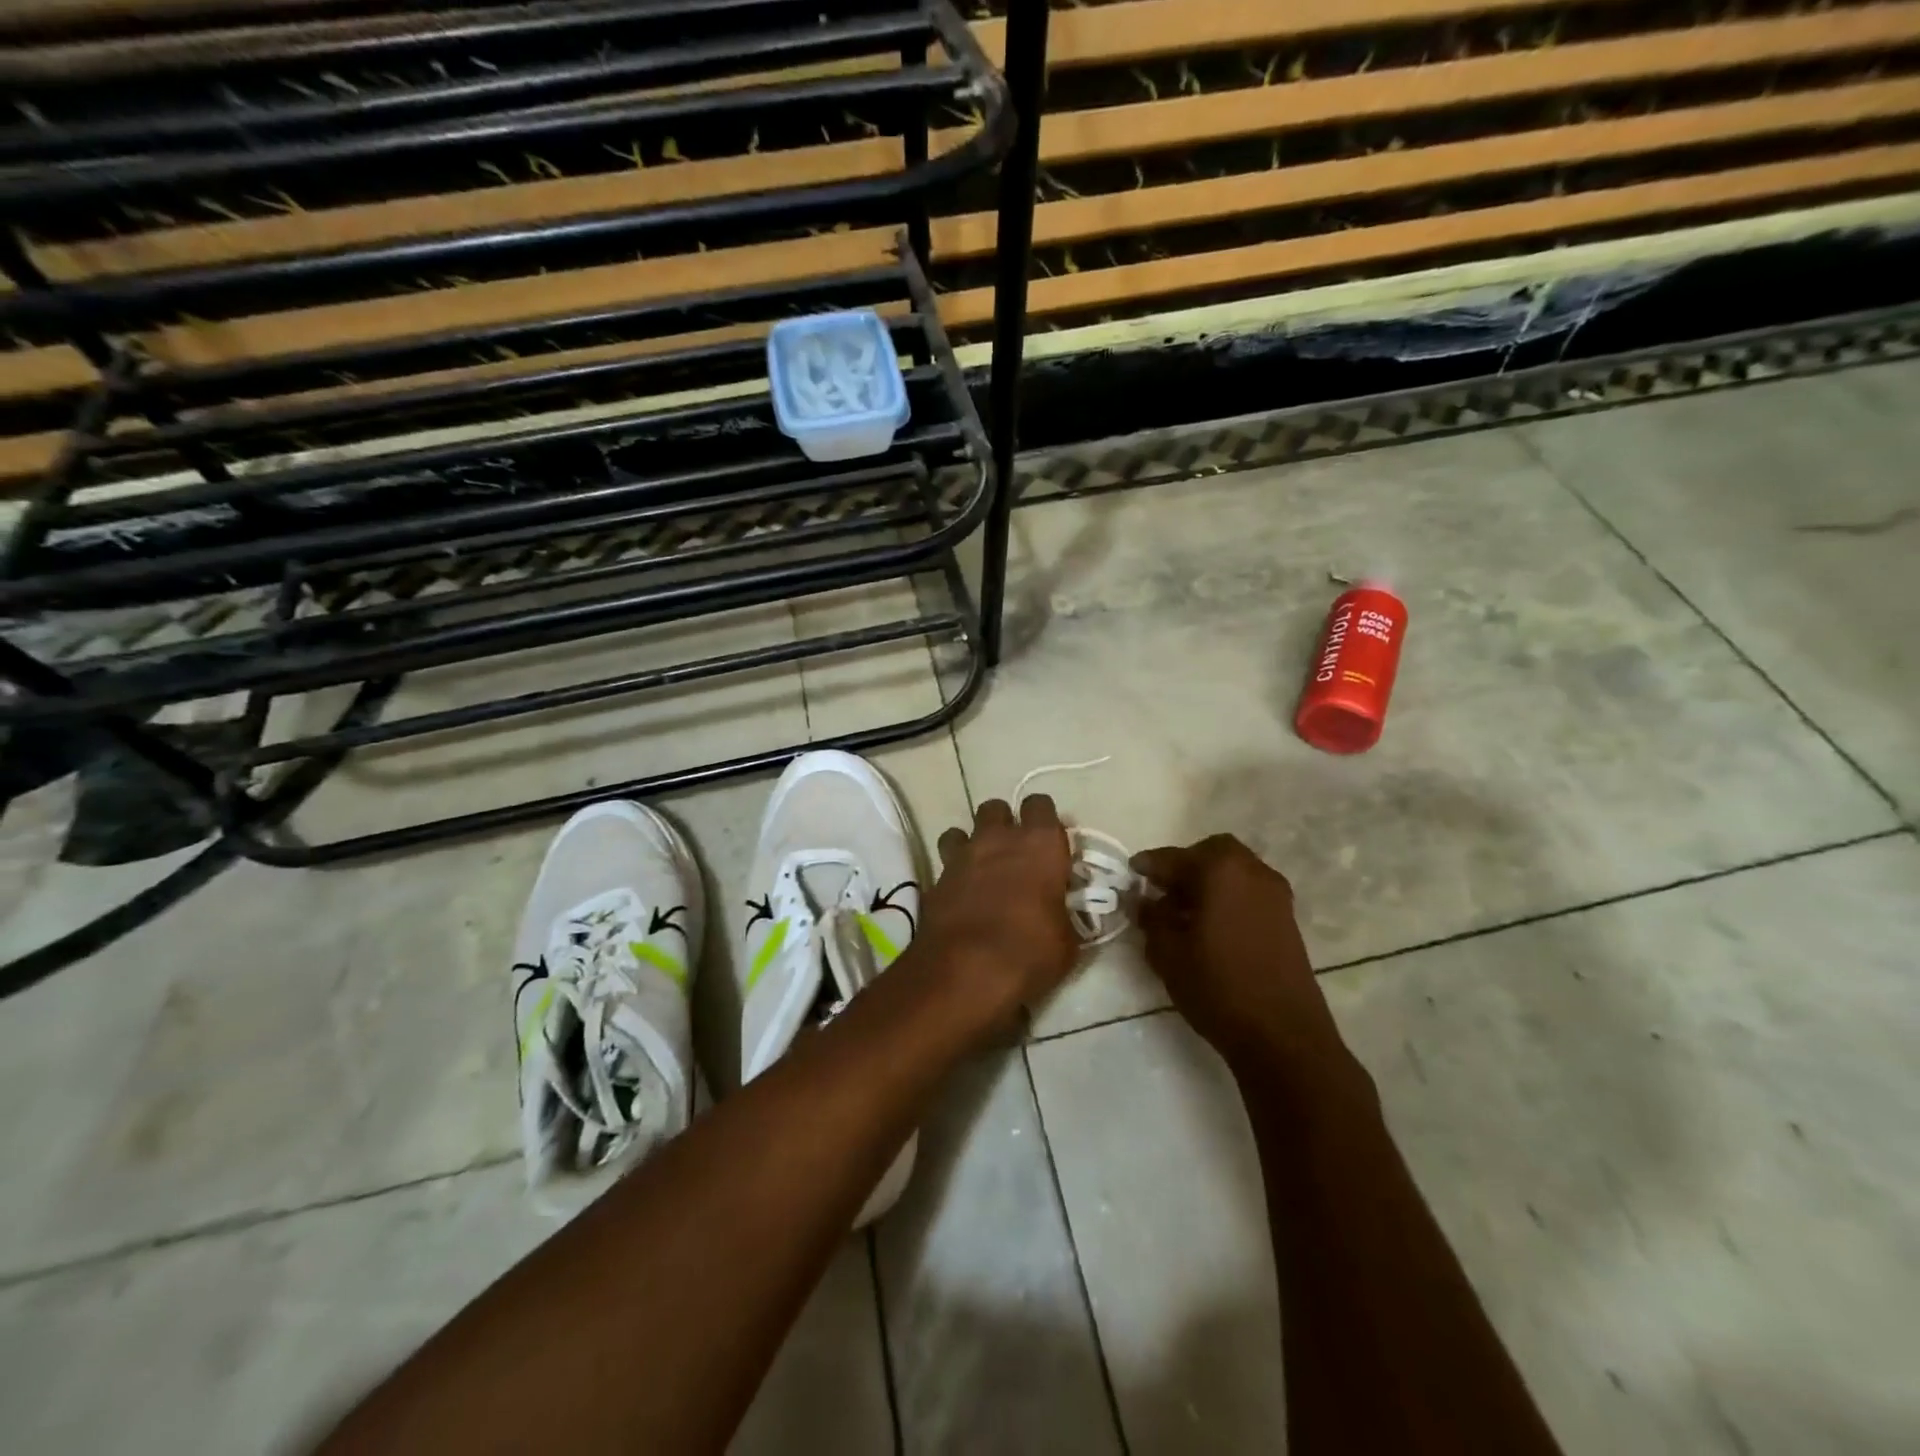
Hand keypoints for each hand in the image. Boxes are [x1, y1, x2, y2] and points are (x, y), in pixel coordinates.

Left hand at [926, 796, 1079, 1029]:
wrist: (965, 972)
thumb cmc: (1029, 952)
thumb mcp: (1066, 940)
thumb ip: (1063, 913)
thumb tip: (1059, 912)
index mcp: (1040, 844)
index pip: (1041, 805)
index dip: (1044, 821)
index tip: (1049, 844)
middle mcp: (999, 839)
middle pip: (997, 808)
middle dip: (1004, 824)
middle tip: (1014, 853)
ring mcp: (962, 855)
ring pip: (963, 828)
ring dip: (973, 843)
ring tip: (982, 869)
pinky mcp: (936, 878)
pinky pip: (945, 861)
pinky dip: (953, 872)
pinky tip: (961, 894)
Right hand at [1132, 836, 1343, 1071]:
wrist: (1283, 1036)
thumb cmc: (1218, 987)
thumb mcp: (1168, 953)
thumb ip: (1151, 918)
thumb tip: (1142, 900)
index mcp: (1220, 870)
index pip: (1173, 858)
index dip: (1147, 866)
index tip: (1130, 875)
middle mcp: (1252, 871)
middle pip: (1212, 853)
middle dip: (1184, 866)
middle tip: (1162, 891)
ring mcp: (1275, 894)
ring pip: (1234, 871)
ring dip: (1208, 881)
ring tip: (1184, 913)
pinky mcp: (1287, 918)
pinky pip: (1248, 891)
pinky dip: (1227, 897)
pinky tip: (1210, 927)